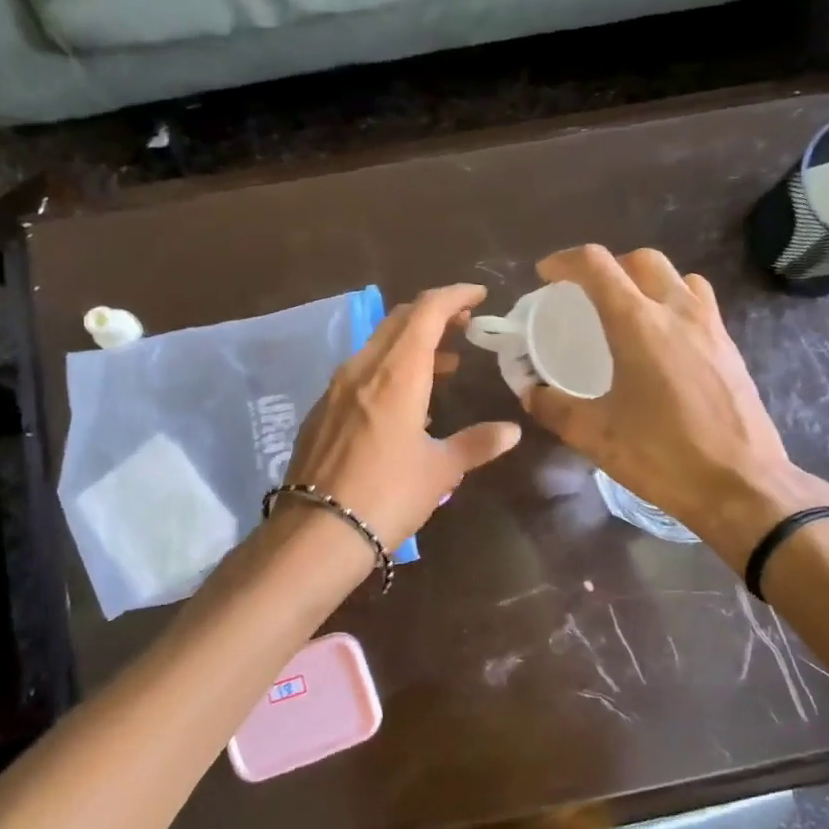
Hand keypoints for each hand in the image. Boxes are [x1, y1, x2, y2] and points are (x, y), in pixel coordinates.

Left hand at [281, 284, 522, 551]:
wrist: (318, 532)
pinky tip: (403, 402)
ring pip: (378, 345)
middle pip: (399, 321)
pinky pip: (360, 372)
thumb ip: (477, 444)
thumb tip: (511, 431)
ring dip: (412, 343)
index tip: (478, 296)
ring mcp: (336, 388)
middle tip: (465, 325)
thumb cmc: (388, 496)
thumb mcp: (440, 470)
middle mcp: (363, 369)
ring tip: (444, 364)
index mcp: (397, 373)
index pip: (427, 311)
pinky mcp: (320, 410)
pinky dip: (388, 369)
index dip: (454, 296)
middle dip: (434, 314)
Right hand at [523, 246, 828, 567]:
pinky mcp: (730, 346)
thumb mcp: (596, 436)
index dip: (565, 261)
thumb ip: (555, 407)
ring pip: (676, 276)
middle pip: (640, 259)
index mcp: (638, 325)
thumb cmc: (663, 457)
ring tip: (627, 310)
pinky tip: (663, 340)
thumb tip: (531, 392)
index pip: (597, 266)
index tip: (546, 276)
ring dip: (645, 279)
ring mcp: (710, 326)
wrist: (741, 485)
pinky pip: (699, 301)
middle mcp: (677, 312)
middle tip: (585, 294)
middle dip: (607, 266)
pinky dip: (673, 301)